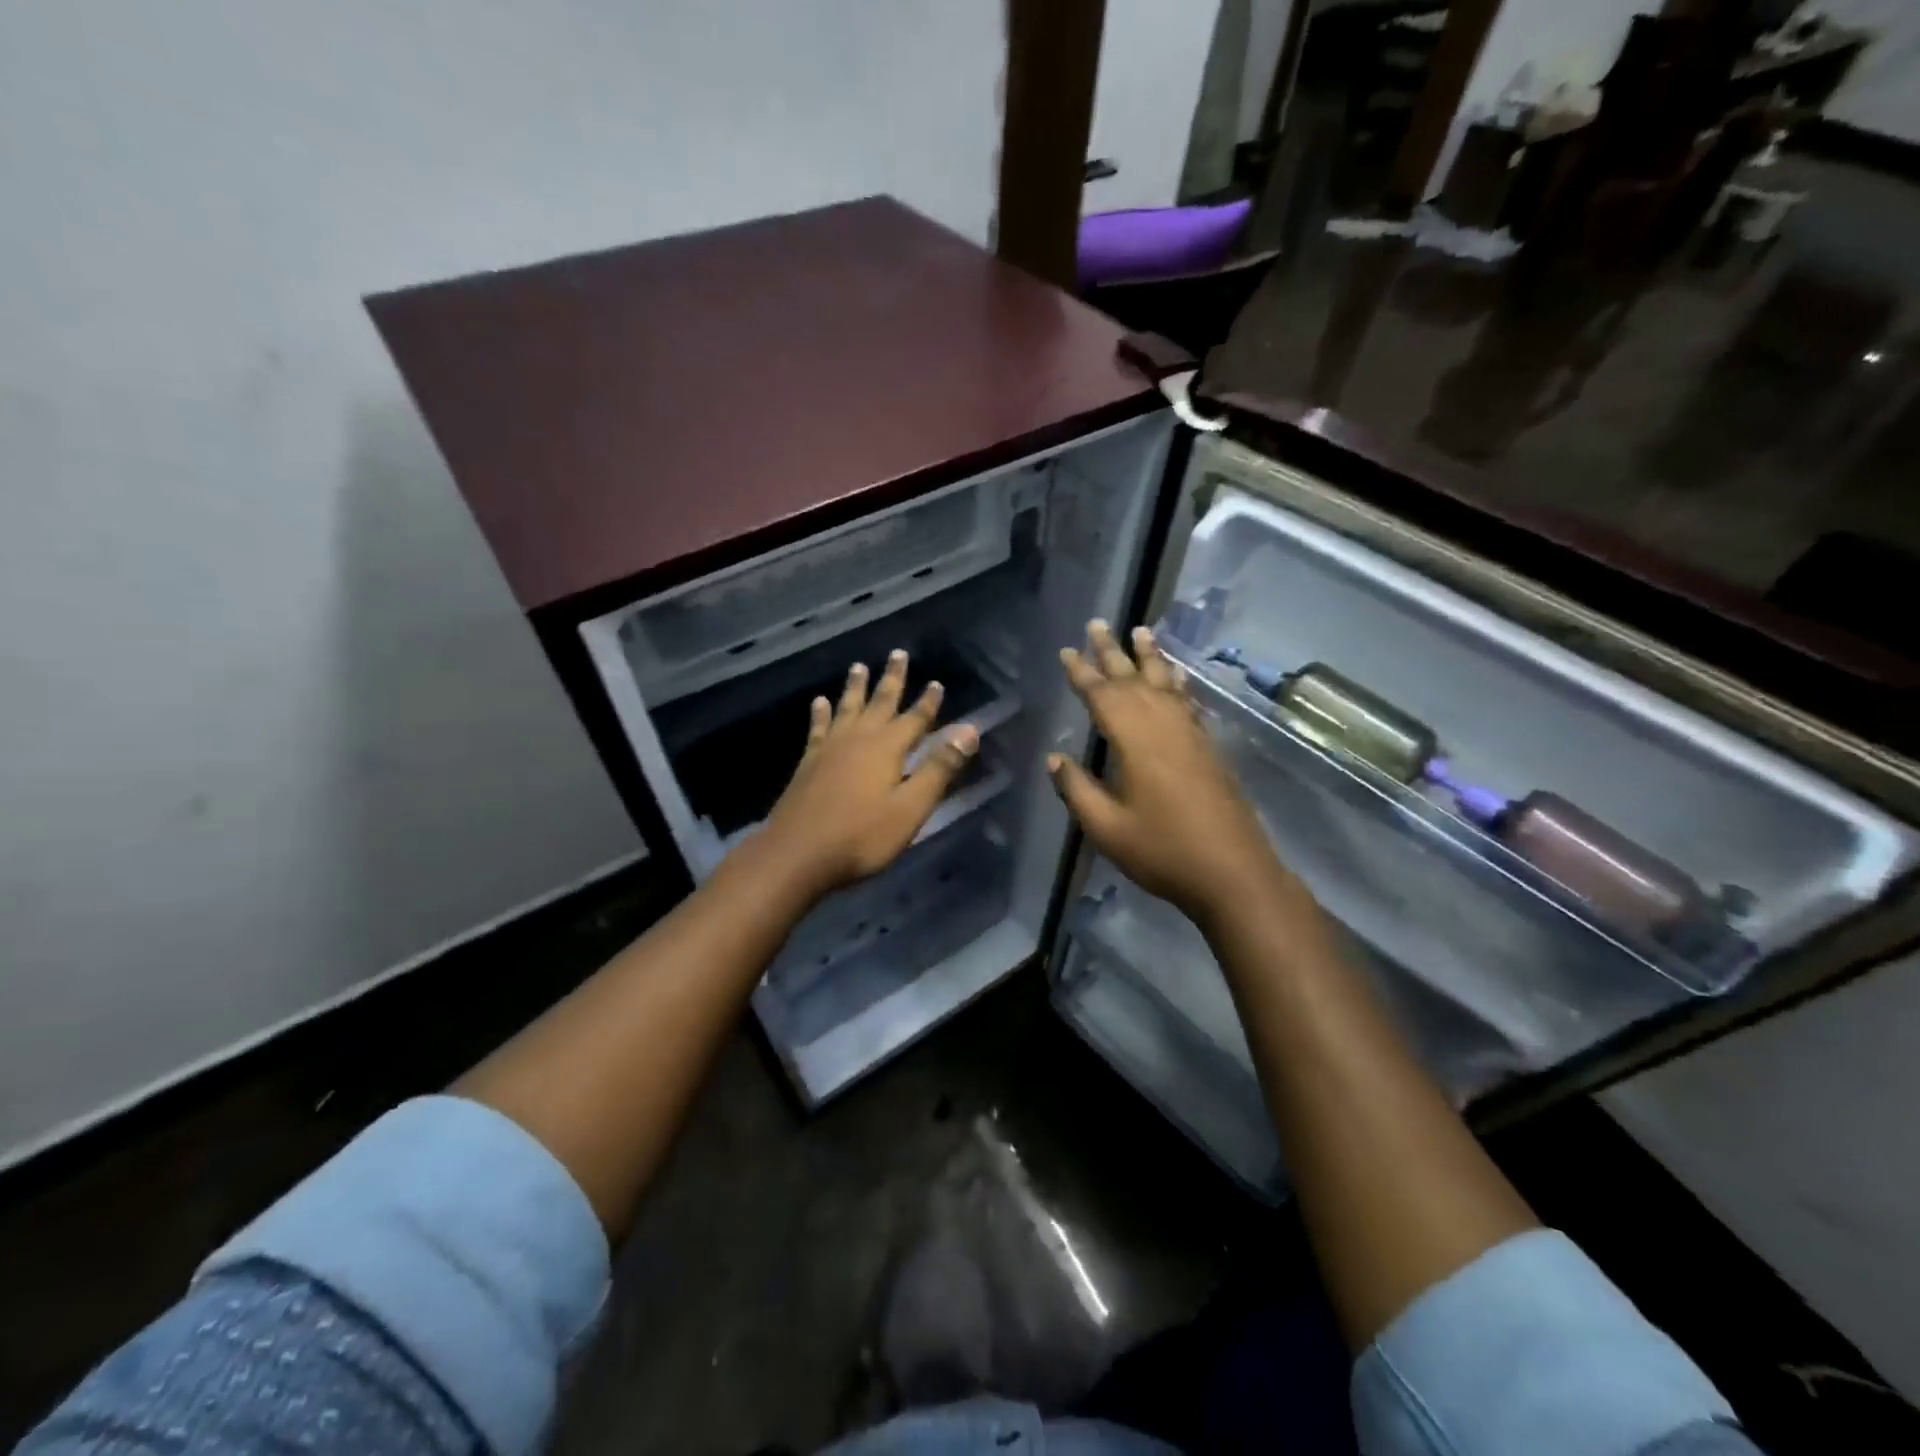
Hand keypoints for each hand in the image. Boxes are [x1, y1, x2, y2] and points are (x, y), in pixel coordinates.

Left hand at [760, 649, 979, 899]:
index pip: (915, 719)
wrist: (798, 853)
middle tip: (897, 654)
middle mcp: (859, 740)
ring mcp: (830, 749)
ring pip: (847, 709)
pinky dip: (821, 713)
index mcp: (887, 749)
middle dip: (892, 679)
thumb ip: (939, 768)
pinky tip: (819, 702)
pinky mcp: (809, 763)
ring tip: (858, 666)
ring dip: (856, 688)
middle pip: (880, 703)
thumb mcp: (911, 807)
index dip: (928, 702)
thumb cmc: (862, 836)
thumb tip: (969, 730)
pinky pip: (818, 728)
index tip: (937, 683)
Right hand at [1049, 621, 1301, 931]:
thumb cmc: (1163, 851)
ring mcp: (1191, 734)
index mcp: (1135, 741)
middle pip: (1134, 679)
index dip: (1082, 673)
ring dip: (1151, 657)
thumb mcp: (1107, 828)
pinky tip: (1176, 677)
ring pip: (1166, 684)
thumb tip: (1055, 757)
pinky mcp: (1209, 747)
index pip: (1103, 696)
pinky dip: (1178, 682)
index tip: (1067, 650)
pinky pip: (1188, 701)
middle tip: (1097, 624)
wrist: (1233, 872)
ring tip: (1141, 631)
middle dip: (1112, 651)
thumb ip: (1077, 789)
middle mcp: (1164, 726)